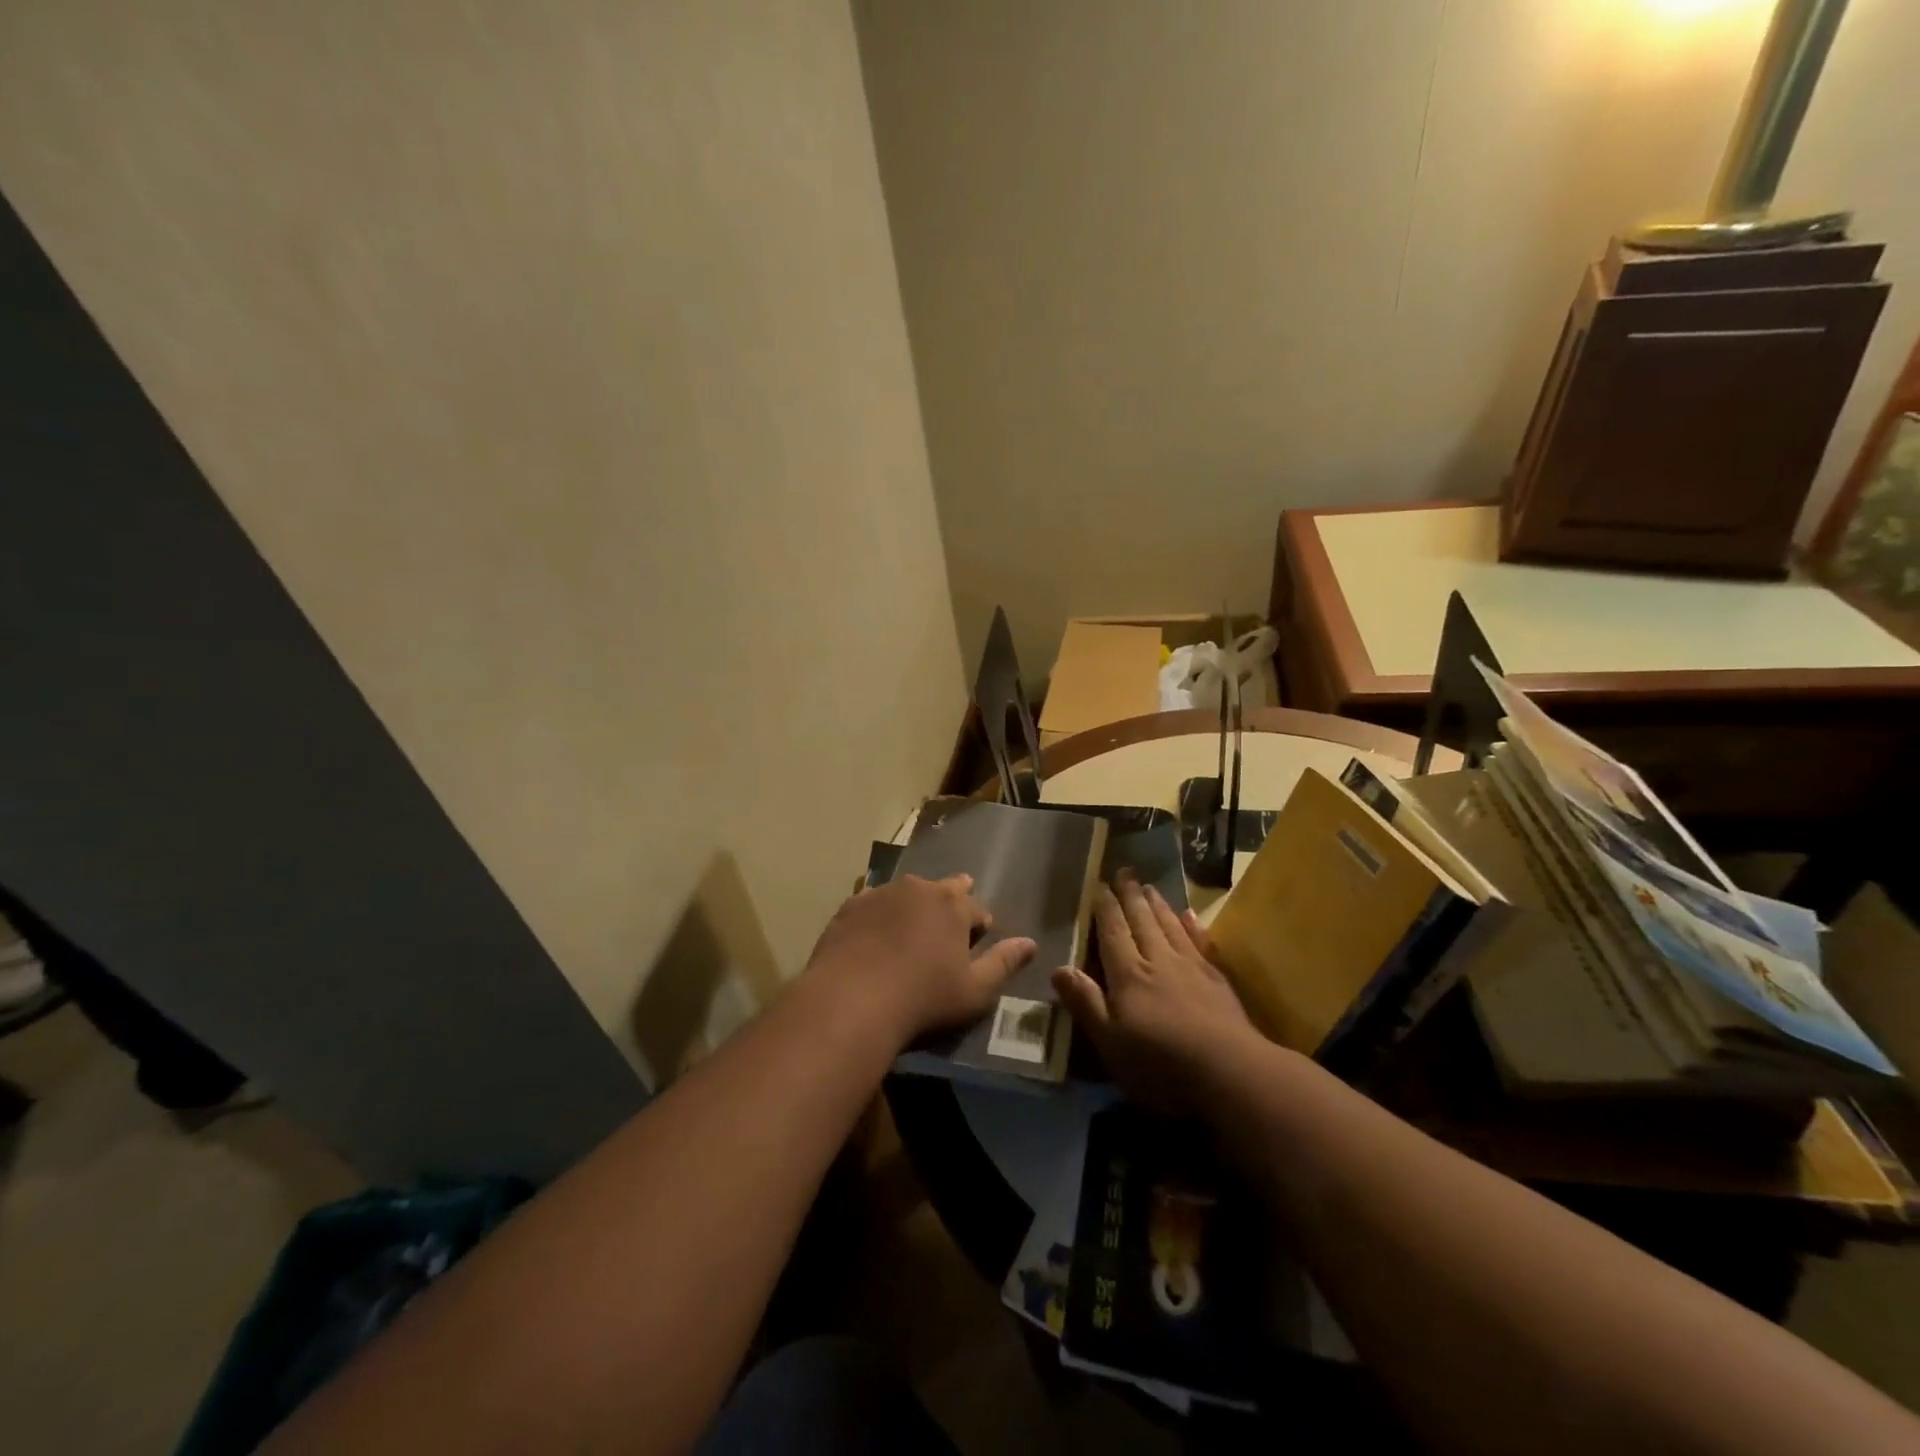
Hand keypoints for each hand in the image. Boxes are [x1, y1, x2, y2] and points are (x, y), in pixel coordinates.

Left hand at [804, 874, 1035, 1048]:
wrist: (851, 1001)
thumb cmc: (923, 999)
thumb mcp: (974, 990)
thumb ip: (1004, 963)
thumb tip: (1030, 943)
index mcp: (954, 904)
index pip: (978, 909)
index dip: (979, 928)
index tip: (973, 949)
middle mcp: (919, 888)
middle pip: (943, 890)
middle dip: (949, 907)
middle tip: (943, 936)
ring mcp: (882, 893)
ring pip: (907, 894)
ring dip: (913, 909)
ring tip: (908, 937)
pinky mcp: (851, 906)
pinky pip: (874, 904)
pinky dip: (880, 917)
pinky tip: (874, 939)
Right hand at [1053, 871, 1258, 1112]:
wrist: (1231, 1073)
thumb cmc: (1161, 1064)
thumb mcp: (1110, 1042)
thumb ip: (1085, 1002)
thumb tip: (1058, 967)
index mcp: (1129, 975)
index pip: (1113, 933)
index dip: (1105, 909)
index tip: (1100, 885)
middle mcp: (1159, 961)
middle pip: (1142, 921)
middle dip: (1131, 896)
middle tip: (1125, 871)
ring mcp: (1192, 968)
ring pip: (1170, 926)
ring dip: (1158, 905)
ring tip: (1149, 887)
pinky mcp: (1218, 981)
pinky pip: (1201, 942)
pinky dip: (1192, 926)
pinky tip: (1190, 915)